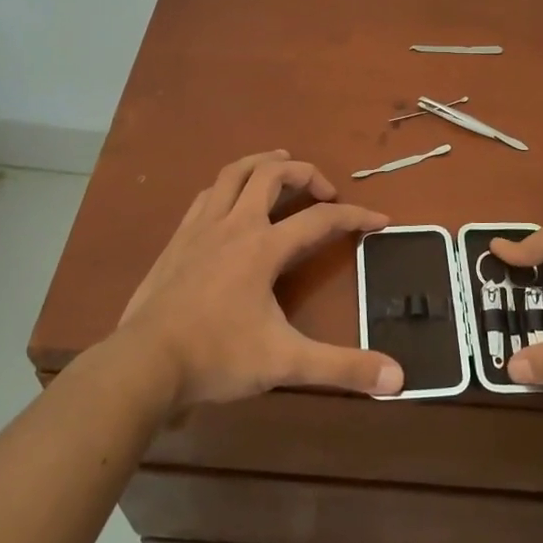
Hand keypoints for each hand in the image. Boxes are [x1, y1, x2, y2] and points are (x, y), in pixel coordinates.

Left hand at [112, 150, 403, 408]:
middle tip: (325, 189)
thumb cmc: (217, 357)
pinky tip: (230, 199)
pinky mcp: (177, 241)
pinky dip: (227, 186)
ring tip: (280, 164)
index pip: (320, 219)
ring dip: (262, 164)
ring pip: (233, 174)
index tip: (380, 220)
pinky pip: (207, 196)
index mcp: (263, 247)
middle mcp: (234, 226)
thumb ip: (342, 368)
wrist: (144, 364)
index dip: (355, 216)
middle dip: (305, 172)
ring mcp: (200, 229)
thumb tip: (398, 378)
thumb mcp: (286, 363)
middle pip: (272, 175)